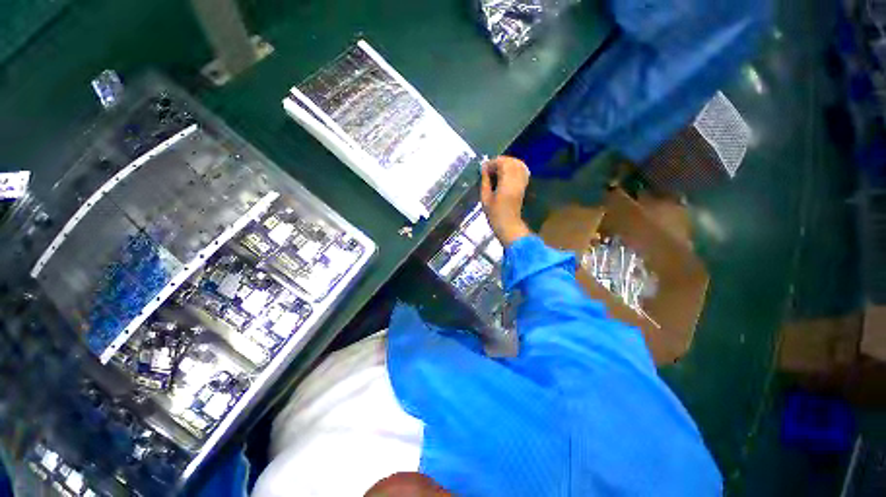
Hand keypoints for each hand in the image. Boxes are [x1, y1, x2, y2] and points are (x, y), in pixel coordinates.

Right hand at [480, 156, 531, 246]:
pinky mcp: (524, 185)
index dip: (491, 163)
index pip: (501, 163)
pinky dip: (513, 168)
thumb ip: (485, 181)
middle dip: (499, 161)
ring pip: (517, 164)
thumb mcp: (485, 198)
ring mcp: (522, 182)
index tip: (483, 168)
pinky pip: (521, 170)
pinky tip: (505, 174)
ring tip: (496, 170)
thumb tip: (484, 169)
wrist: (509, 225)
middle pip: (511, 161)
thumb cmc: (494, 214)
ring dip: (506, 164)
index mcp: (506, 182)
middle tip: (489, 168)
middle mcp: (516, 179)